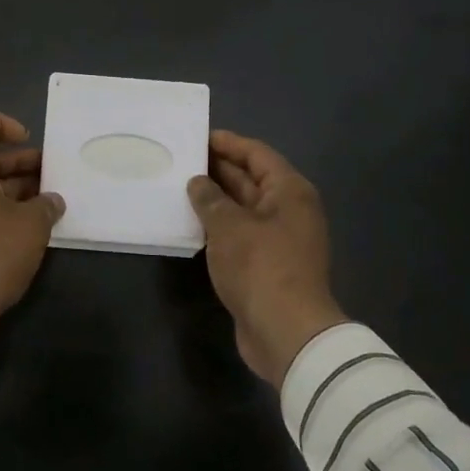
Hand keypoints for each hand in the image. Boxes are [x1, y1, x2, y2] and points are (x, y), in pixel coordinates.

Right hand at [188, 130, 346, 387]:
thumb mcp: (229, 226)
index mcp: (289, 191)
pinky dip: (219, 226)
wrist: (287, 333)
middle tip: (181, 160)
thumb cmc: (261, 267)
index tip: (197, 137)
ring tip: (180, 188)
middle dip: (218, 169)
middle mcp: (289, 210)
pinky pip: (241, 234)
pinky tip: (193, 224)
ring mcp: (280, 239)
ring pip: (243, 208)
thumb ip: (210, 199)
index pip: (256, 154)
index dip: (228, 143)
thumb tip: (198, 182)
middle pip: (251, 179)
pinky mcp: (268, 265)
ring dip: (216, 199)